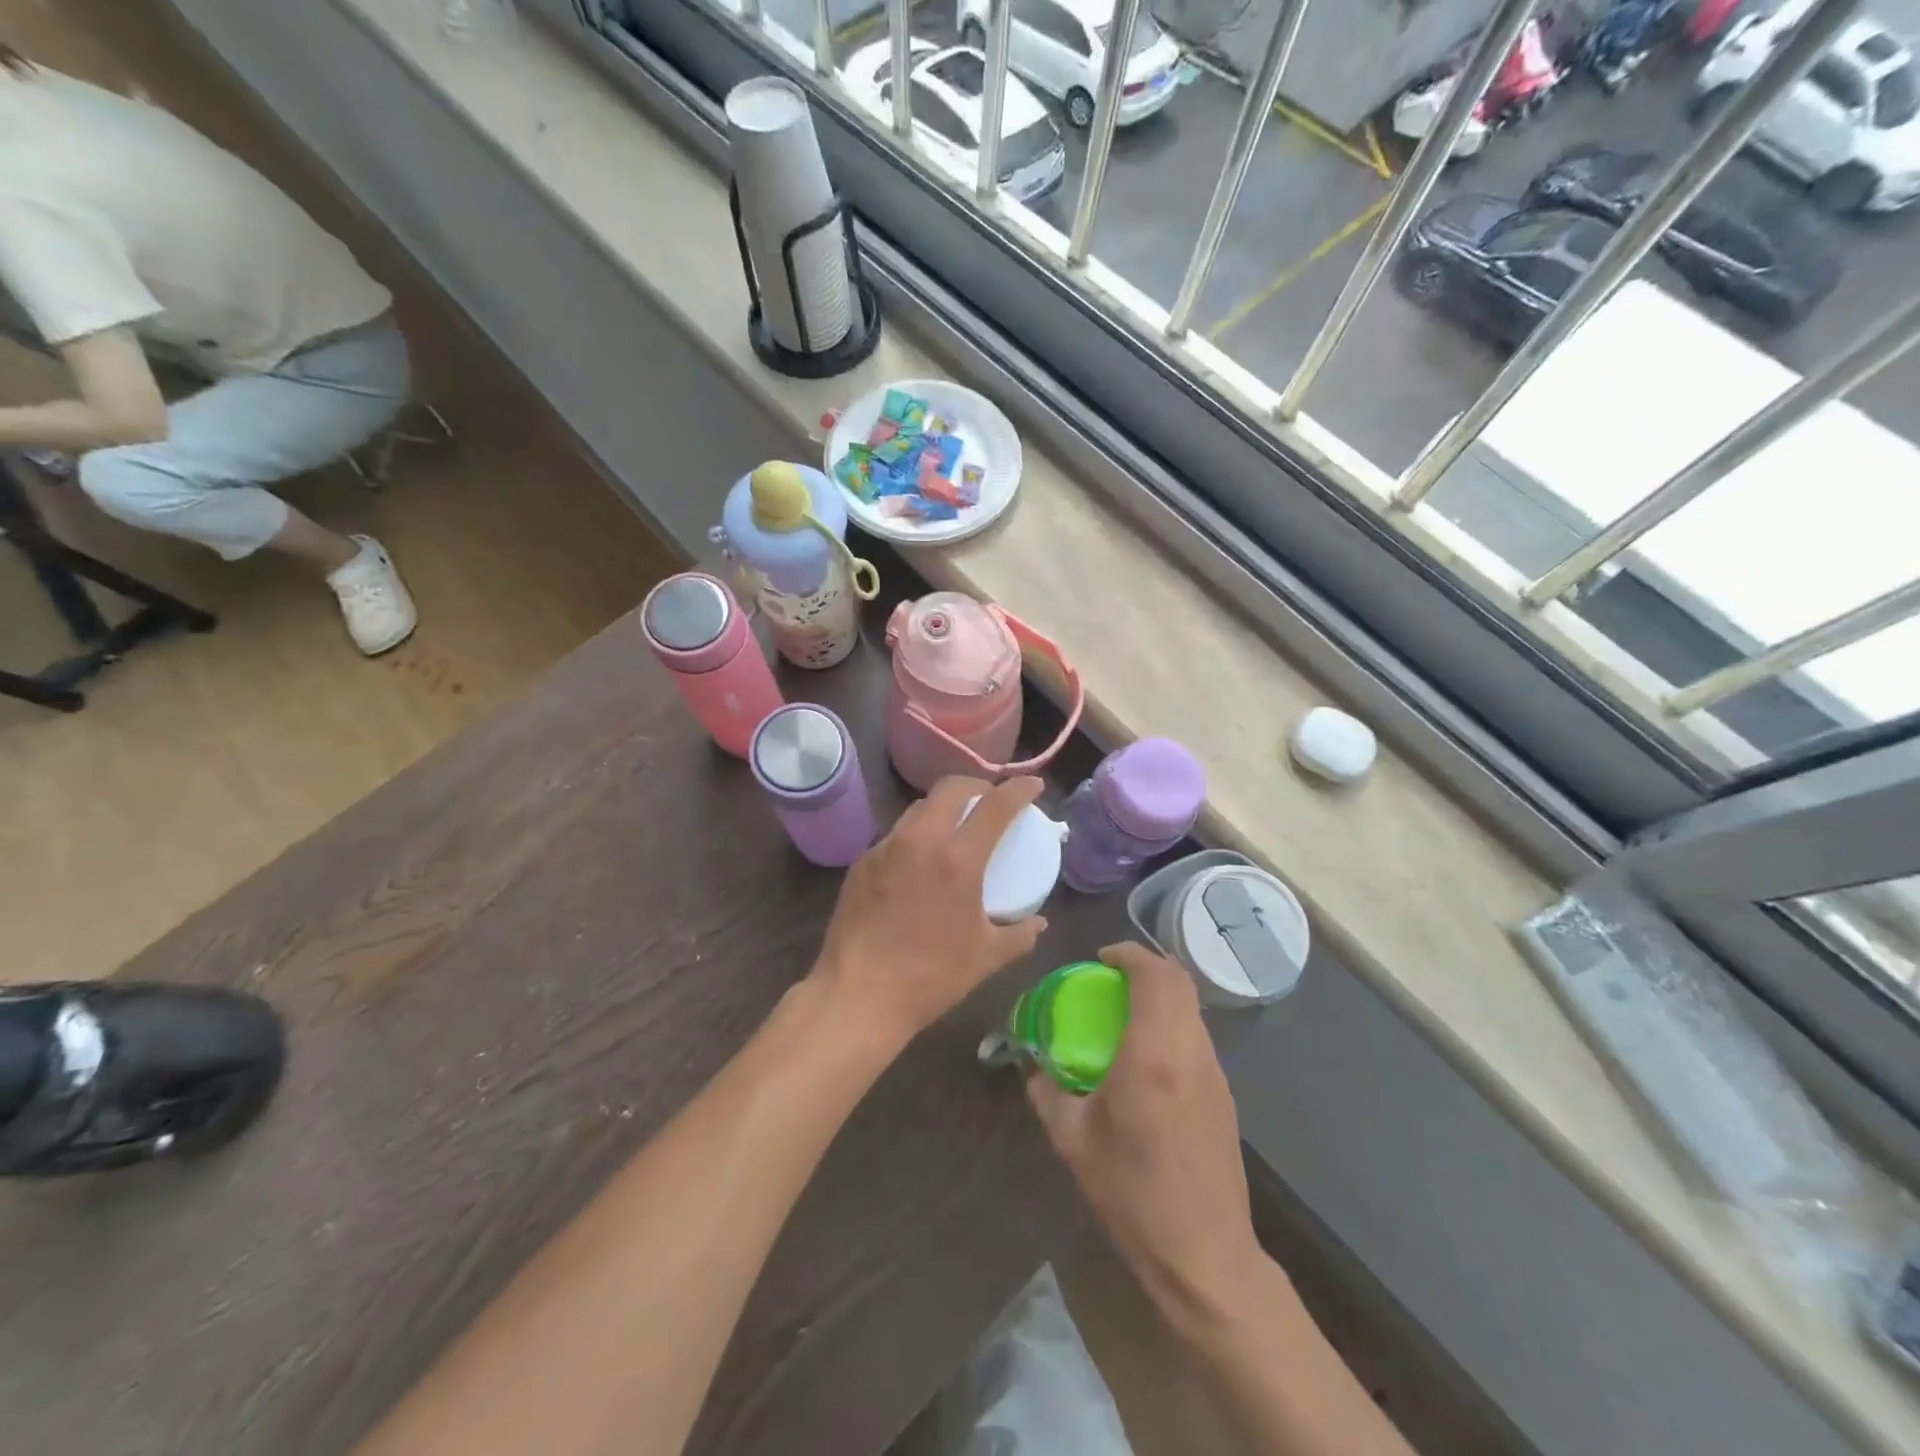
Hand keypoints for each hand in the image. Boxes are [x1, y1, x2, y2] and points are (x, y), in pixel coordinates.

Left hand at [811, 776, 1047, 1051]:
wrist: (857, 996)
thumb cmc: (930, 977)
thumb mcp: (986, 957)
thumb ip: (1019, 934)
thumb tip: (1039, 923)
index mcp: (957, 858)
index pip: (995, 805)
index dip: (1019, 789)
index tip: (1033, 786)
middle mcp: (919, 840)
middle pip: (951, 788)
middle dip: (977, 786)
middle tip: (991, 799)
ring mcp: (885, 848)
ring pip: (919, 808)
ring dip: (944, 807)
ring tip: (956, 827)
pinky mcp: (861, 862)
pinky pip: (896, 835)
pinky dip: (917, 834)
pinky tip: (921, 861)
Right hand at [1026, 942, 1264, 1323]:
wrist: (1204, 1255)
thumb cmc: (1132, 1193)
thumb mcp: (1073, 1141)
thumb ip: (1047, 1092)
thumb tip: (1032, 1065)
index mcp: (1153, 1054)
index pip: (1154, 975)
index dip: (1129, 954)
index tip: (1101, 958)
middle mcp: (1190, 1051)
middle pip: (1179, 981)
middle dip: (1146, 967)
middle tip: (1110, 978)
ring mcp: (1214, 1072)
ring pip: (1192, 1007)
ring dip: (1161, 994)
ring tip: (1125, 1013)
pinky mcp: (1224, 1094)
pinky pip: (1196, 1035)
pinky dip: (1172, 1022)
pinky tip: (1147, 1056)